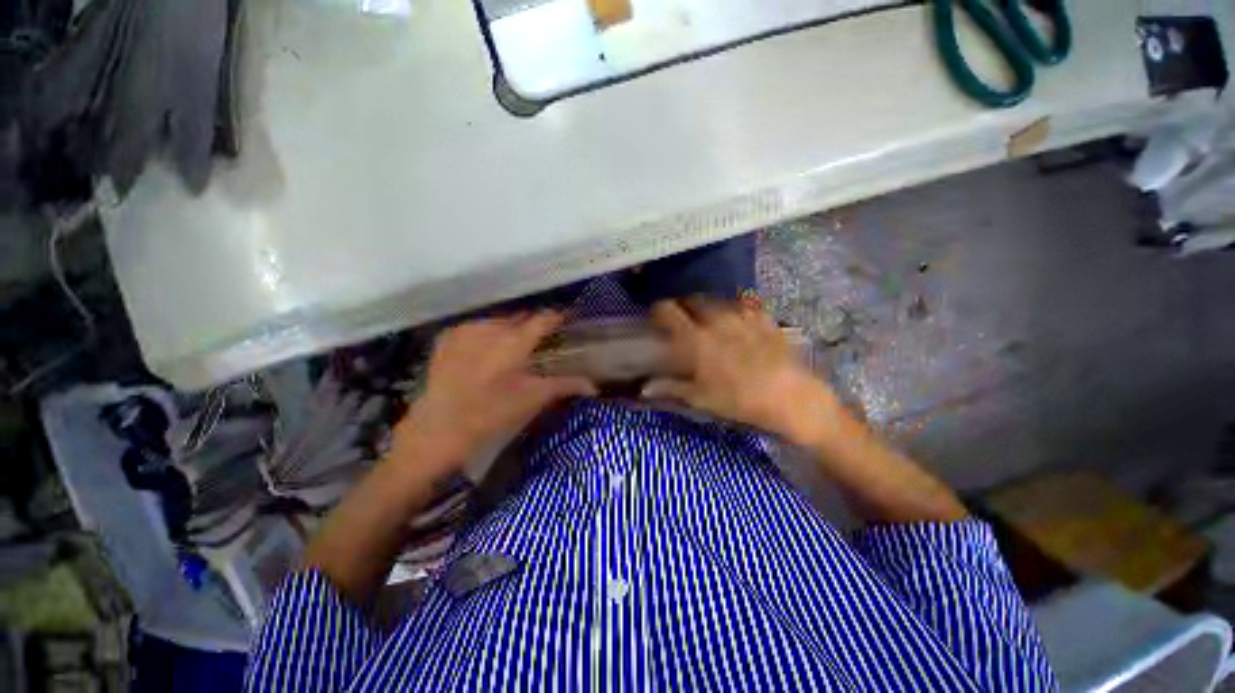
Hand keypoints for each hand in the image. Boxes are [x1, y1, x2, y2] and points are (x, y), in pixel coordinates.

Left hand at [394, 311, 596, 474]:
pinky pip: (476, 327)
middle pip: (520, 318)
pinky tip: (484, 353)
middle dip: (531, 327)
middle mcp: (491, 327)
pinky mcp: (448, 337)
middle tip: (537, 343)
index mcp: (515, 341)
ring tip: (509, 350)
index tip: (565, 321)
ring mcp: (467, 329)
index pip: (543, 318)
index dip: (556, 318)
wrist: (440, 427)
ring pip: (498, 321)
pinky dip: (485, 334)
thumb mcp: (533, 398)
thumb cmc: (493, 413)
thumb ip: (565, 385)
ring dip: (508, 330)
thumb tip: (593, 386)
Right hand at [644, 298, 842, 443]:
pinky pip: (743, 306)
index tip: (656, 318)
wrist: (791, 397)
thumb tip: (643, 389)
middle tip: (683, 322)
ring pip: (716, 302)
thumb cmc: (739, 400)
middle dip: (683, 307)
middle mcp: (716, 319)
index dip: (658, 311)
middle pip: (692, 301)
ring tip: (709, 322)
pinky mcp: (763, 318)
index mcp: (696, 338)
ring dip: (707, 308)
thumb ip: (670, 387)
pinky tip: (738, 323)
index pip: (668, 311)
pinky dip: (734, 311)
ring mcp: (742, 316)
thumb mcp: (701, 398)